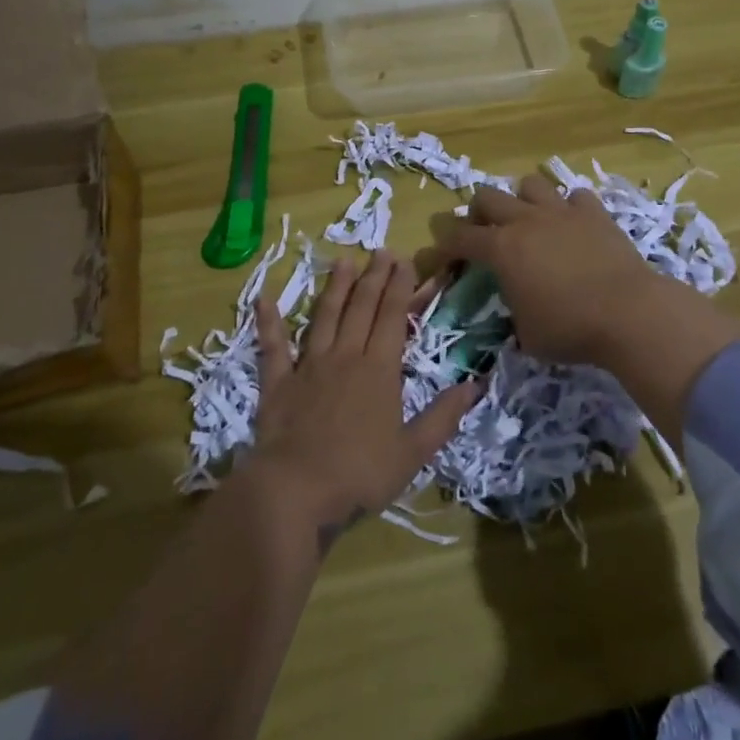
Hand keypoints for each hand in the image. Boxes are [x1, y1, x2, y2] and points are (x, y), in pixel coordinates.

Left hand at [242, 251, 481, 554]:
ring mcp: (308, 366)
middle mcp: (345, 356)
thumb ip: (443, 416)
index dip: (400, 287)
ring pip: (325, 316)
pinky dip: (268, 322)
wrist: (296, 489)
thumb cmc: (360, 473)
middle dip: (374, 277)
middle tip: (381, 251)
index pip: (392, 318)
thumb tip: (475, 384)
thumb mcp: (413, 452)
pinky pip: (273, 346)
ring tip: (343, 260)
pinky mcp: (278, 382)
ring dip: (335, 287)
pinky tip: (264, 298)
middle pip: (362, 308)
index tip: (405, 261)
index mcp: (379, 370)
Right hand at [439, 173, 672, 368]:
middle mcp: (526, 221)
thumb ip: (513, 311)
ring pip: (530, 183)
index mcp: (501, 249)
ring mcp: (561, 212)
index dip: (445, 244)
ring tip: (530, 220)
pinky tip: (573, 225)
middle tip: (485, 232)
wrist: (629, 312)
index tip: (441, 253)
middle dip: (479, 212)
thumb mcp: (527, 334)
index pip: (460, 237)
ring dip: (523, 199)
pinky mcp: (594, 213)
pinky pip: (575, 196)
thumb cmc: (570, 329)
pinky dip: (569, 208)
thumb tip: (516, 305)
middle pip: (487, 196)